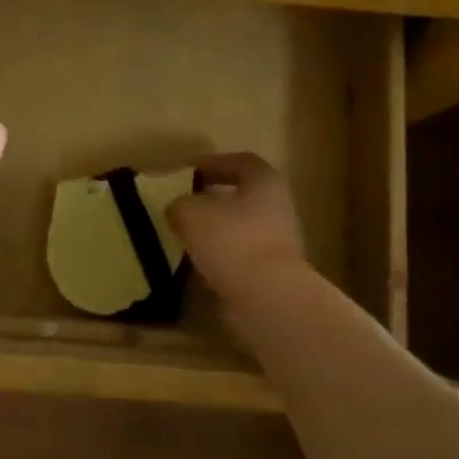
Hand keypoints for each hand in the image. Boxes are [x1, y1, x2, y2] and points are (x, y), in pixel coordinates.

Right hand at [168, 152, 310, 305]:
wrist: (267, 297)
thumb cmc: (232, 240)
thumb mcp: (190, 212)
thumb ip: (180, 204)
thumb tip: (178, 209)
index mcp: (265, 181)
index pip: (240, 162)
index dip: (212, 163)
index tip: (187, 172)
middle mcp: (278, 207)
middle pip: (242, 197)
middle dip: (212, 200)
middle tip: (184, 204)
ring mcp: (280, 242)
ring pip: (241, 229)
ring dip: (215, 232)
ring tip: (184, 237)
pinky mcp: (273, 274)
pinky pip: (241, 259)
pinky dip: (220, 260)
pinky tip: (196, 267)